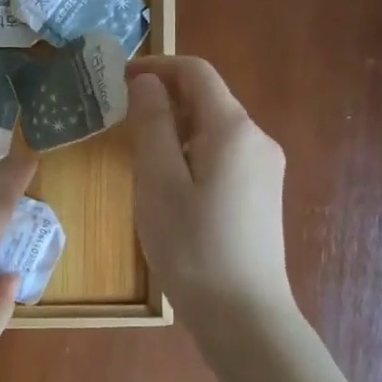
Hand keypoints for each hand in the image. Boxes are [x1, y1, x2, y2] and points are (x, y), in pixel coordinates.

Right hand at [125, 56, 292, 320]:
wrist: (243, 315)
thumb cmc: (192, 246)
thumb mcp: (158, 181)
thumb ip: (151, 124)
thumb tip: (147, 82)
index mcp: (232, 129)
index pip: (196, 72)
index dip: (156, 66)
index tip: (118, 79)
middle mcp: (256, 138)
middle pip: (207, 97)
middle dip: (163, 97)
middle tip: (120, 119)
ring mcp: (264, 166)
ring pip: (214, 126)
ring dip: (175, 125)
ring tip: (138, 152)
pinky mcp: (261, 191)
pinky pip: (223, 152)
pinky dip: (191, 149)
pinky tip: (169, 181)